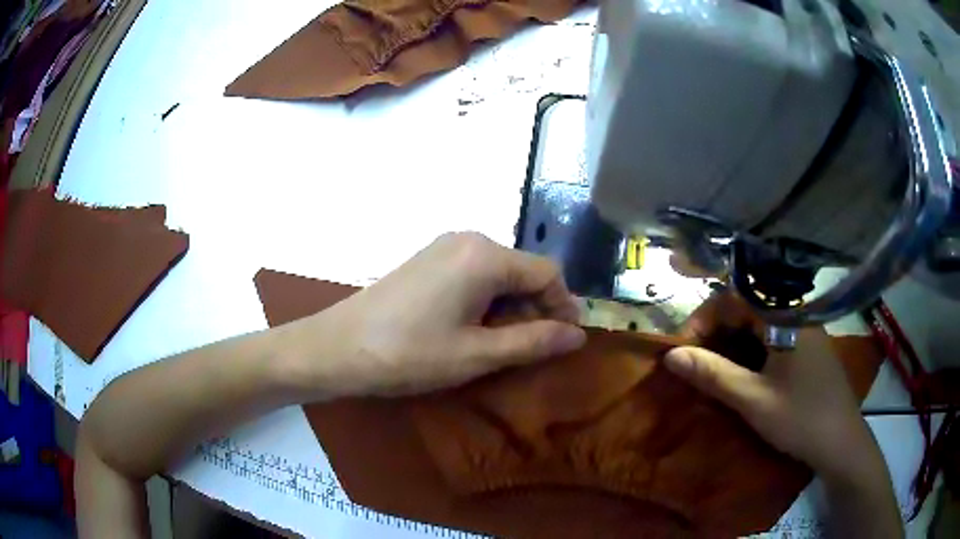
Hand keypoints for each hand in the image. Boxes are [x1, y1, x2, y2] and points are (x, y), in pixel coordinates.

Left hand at [293, 232, 585, 396]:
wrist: (338, 347)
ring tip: (497, 346)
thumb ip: (533, 342)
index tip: (565, 341)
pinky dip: (486, 301)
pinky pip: (474, 274)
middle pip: (523, 271)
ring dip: (510, 308)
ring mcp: (444, 247)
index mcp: (485, 256)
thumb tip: (578, 334)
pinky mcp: (428, 259)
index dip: (563, 307)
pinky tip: (470, 329)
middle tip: (529, 351)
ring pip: (499, 274)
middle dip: (534, 309)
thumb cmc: (409, 354)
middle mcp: (468, 239)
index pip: (547, 273)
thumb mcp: (477, 354)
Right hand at [663, 294, 881, 483]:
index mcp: (784, 316)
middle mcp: (795, 312)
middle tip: (694, 364)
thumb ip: (713, 374)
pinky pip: (771, 336)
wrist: (841, 442)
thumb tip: (671, 355)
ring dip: (731, 342)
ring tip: (713, 371)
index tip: (683, 351)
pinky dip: (750, 350)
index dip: (702, 320)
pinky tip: (742, 374)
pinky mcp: (806, 345)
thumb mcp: (753, 400)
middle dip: (715, 331)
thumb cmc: (800, 418)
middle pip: (745, 306)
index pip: (733, 298)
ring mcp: (803, 328)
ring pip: (757, 322)